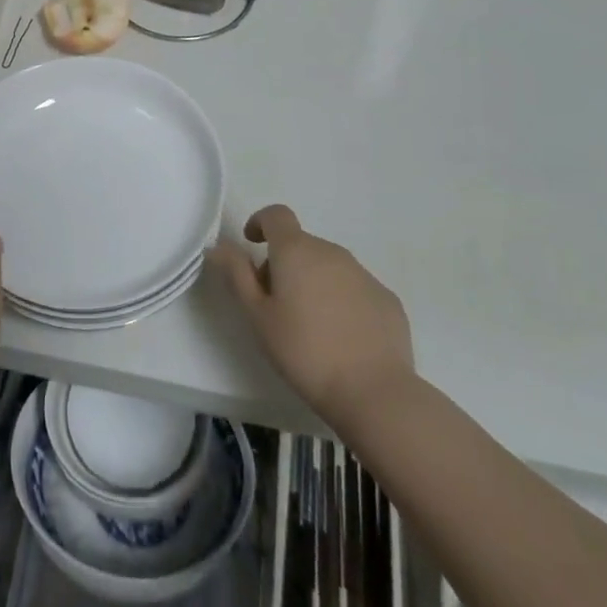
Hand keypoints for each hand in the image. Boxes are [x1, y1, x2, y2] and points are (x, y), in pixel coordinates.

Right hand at [208, 204, 414, 430]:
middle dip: (283, 263)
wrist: (374, 392)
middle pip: (301, 244)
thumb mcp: (258, 315)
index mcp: (297, 251)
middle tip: (274, 303)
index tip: (252, 244)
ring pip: (328, 266)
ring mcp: (364, 275)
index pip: (276, 215)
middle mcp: (332, 253)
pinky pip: (354, 288)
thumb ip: (237, 274)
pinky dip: (340, 299)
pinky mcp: (387, 299)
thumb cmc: (304, 351)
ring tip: (309, 324)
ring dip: (312, 281)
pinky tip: (340, 336)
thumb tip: (219, 245)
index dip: (260, 222)